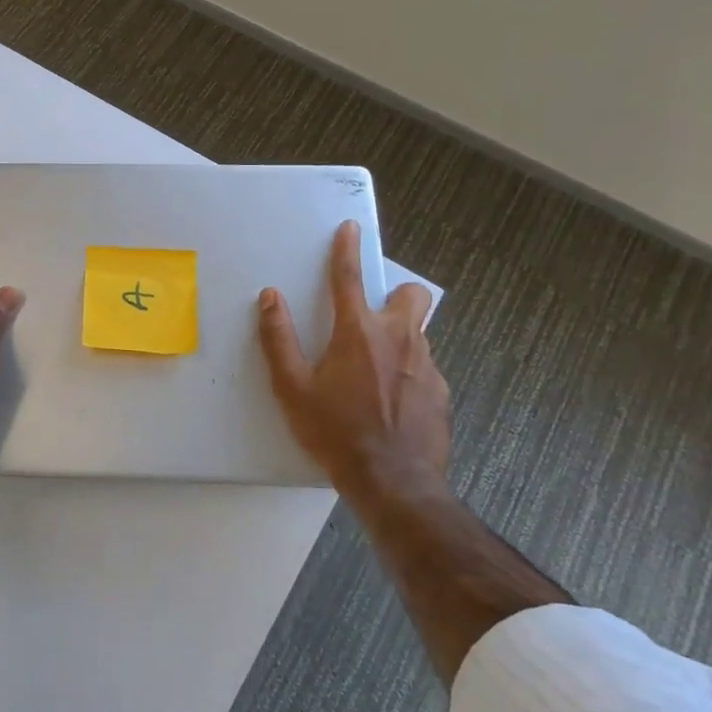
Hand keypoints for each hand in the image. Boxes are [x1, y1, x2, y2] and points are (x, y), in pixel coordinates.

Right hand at [257, 220, 450, 510]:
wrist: (393, 482)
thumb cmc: (335, 432)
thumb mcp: (292, 388)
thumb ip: (279, 338)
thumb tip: (270, 297)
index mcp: (358, 333)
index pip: (349, 278)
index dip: (346, 249)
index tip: (351, 228)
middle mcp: (399, 339)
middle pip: (411, 295)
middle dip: (396, 294)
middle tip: (372, 318)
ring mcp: (426, 366)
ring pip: (418, 332)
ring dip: (398, 336)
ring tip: (374, 371)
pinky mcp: (441, 392)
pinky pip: (424, 367)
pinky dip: (407, 371)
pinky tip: (391, 401)